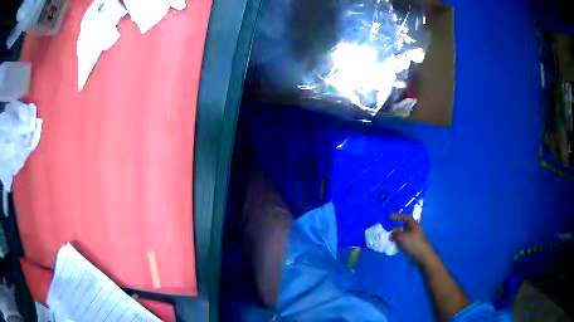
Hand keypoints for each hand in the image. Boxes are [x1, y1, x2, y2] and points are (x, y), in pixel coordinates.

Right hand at [390, 214, 434, 264]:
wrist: (422, 255)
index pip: (405, 217)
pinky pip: (405, 241)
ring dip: (397, 237)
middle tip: (389, 233)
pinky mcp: (414, 244)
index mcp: (414, 224)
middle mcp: (415, 229)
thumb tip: (393, 232)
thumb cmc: (413, 243)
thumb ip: (396, 233)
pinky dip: (400, 242)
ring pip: (404, 234)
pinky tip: (396, 246)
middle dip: (396, 229)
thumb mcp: (402, 237)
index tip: (389, 218)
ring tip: (391, 241)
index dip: (397, 216)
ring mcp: (415, 237)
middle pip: (404, 226)